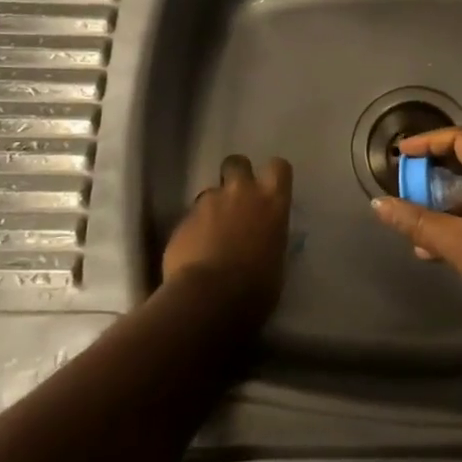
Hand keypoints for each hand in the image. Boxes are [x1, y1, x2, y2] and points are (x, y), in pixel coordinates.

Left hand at [162, 155, 291, 327]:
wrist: (209, 299)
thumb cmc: (256, 288)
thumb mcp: (276, 261)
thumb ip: (269, 238)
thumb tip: (263, 240)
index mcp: (272, 202)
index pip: (279, 167)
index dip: (273, 176)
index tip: (269, 190)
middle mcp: (241, 192)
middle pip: (237, 162)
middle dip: (235, 175)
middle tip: (235, 201)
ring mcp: (209, 203)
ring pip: (210, 192)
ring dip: (212, 208)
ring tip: (210, 237)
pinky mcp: (182, 220)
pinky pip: (190, 218)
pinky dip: (193, 231)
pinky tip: (193, 254)